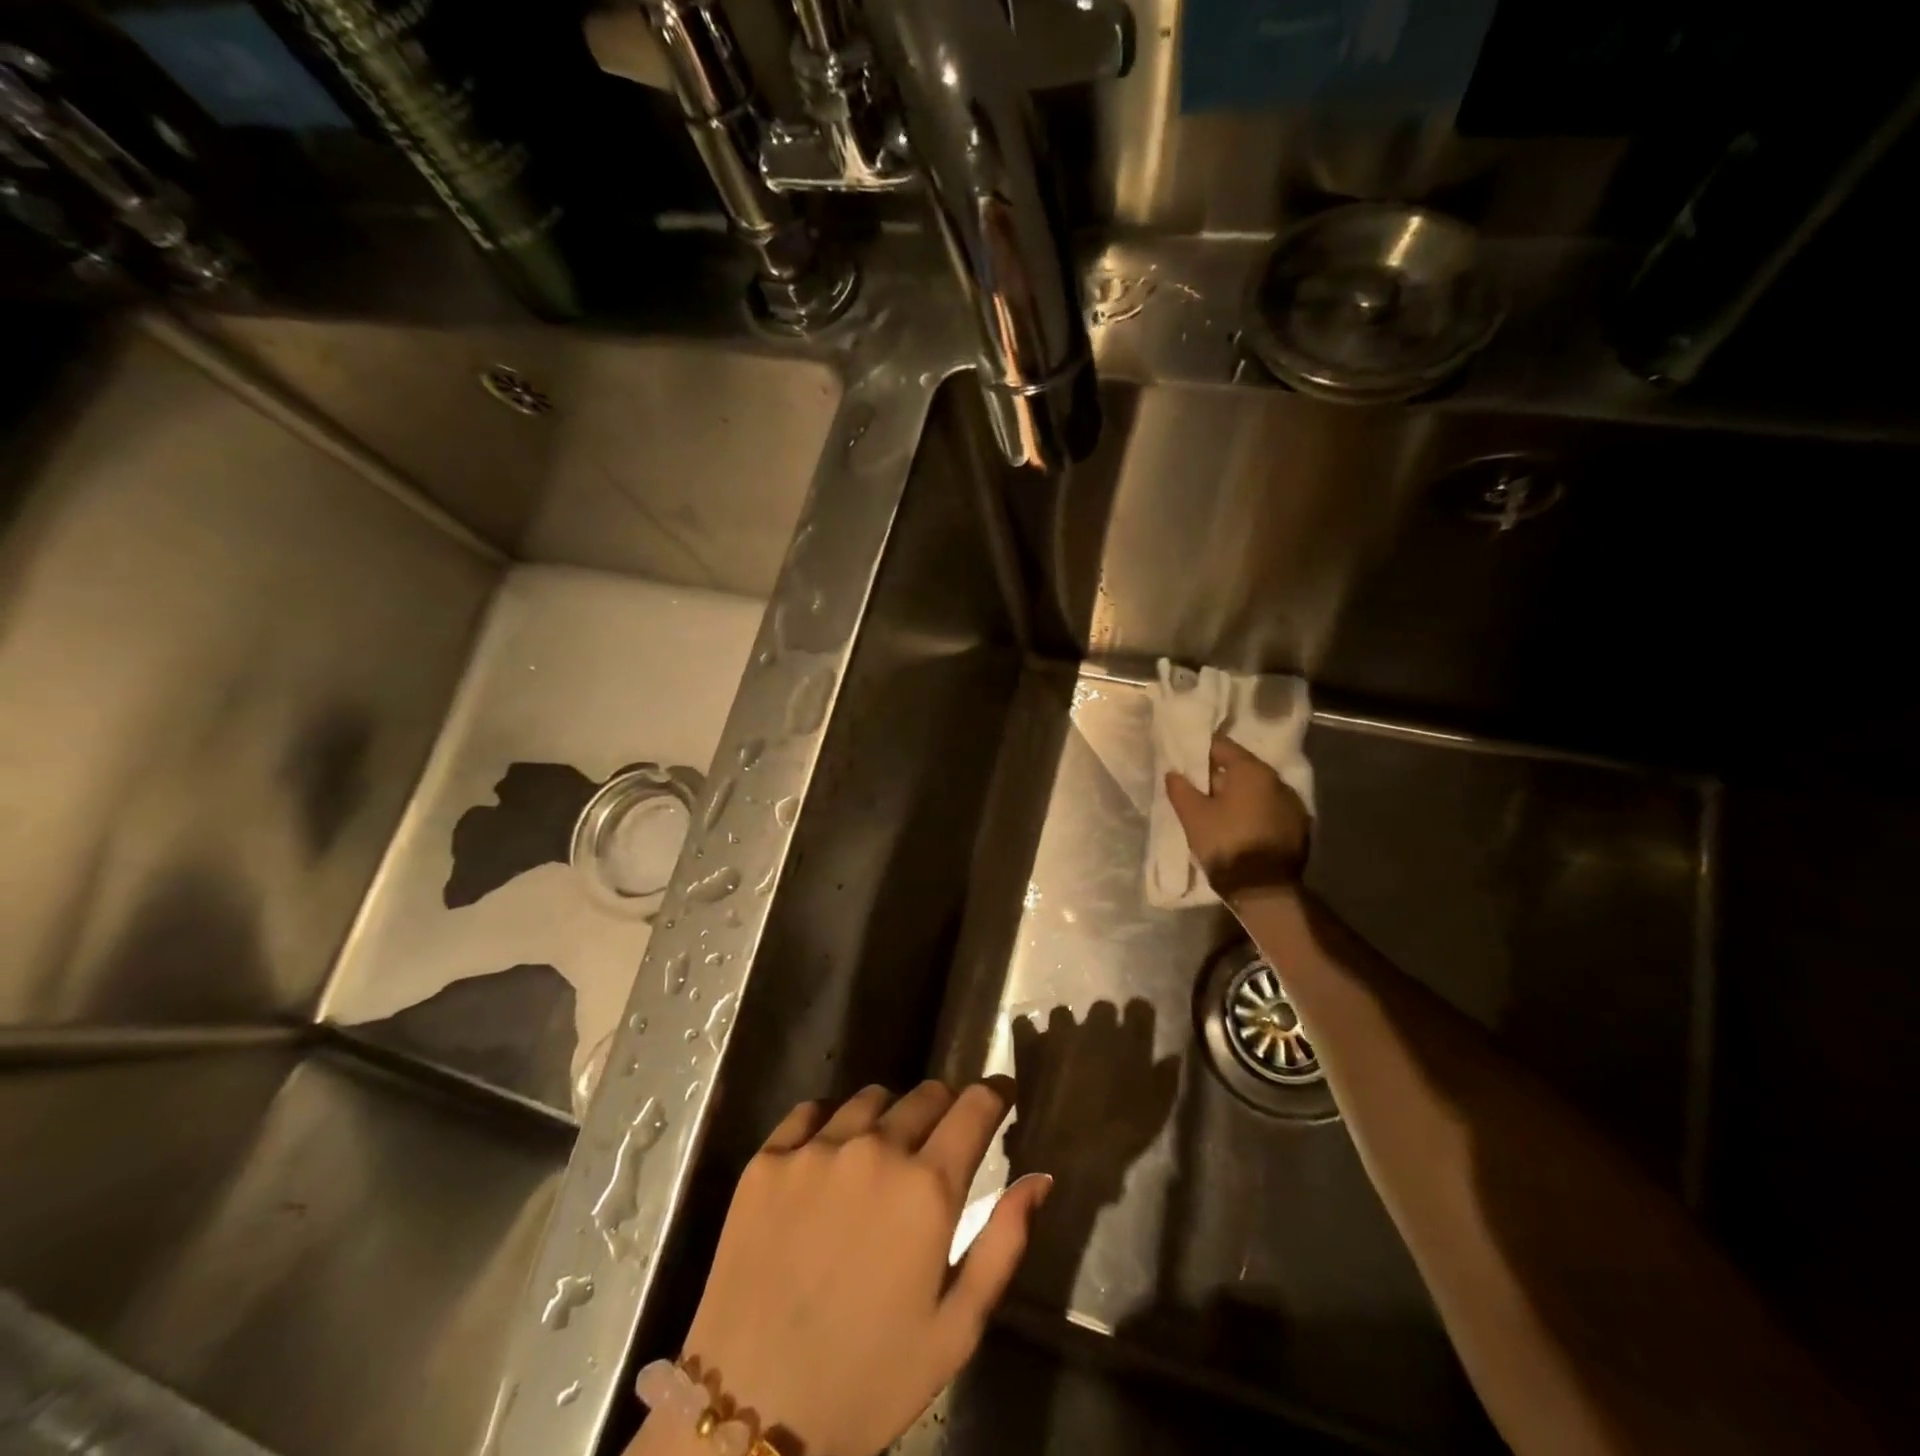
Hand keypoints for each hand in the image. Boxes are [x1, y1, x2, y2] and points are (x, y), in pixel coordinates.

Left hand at [670, 1081, 1049, 1455]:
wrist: (750, 1413)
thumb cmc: (868, 1380)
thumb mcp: (955, 1329)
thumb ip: (1004, 1243)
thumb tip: (1040, 1176)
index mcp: (927, 1188)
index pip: (975, 1106)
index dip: (994, 1095)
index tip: (1000, 1097)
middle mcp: (874, 1149)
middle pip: (925, 1093)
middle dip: (944, 1109)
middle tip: (939, 1143)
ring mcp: (816, 1149)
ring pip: (870, 1098)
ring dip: (888, 1117)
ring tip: (880, 1157)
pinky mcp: (767, 1159)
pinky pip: (810, 1112)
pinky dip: (829, 1123)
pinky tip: (827, 1158)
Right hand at [1164, 734, 1310, 901]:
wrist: (1264, 889)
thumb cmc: (1225, 843)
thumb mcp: (1193, 816)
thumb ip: (1181, 789)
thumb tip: (1174, 773)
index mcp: (1252, 771)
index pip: (1223, 747)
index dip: (1201, 752)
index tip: (1186, 762)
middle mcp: (1278, 780)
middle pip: (1243, 768)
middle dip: (1221, 775)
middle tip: (1199, 788)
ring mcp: (1293, 804)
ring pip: (1259, 790)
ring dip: (1240, 795)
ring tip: (1219, 809)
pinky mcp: (1300, 827)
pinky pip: (1271, 809)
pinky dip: (1255, 811)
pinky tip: (1241, 826)